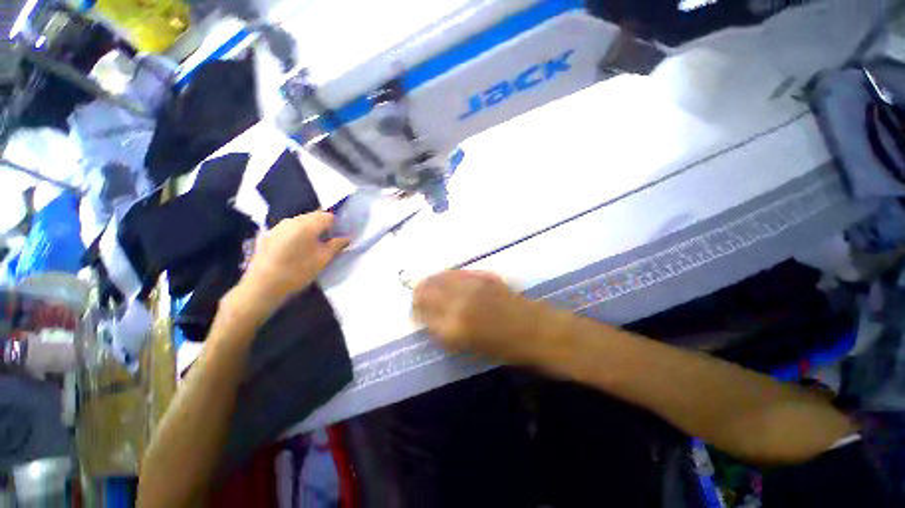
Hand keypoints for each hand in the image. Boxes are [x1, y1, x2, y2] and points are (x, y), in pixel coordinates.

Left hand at [229, 212, 348, 323]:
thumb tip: (347, 238)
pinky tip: (295, 250)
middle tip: (326, 244)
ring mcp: (278, 226)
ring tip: (311, 248)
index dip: (336, 226)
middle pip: (313, 216)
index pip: (328, 216)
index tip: (337, 239)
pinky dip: (297, 235)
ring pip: (300, 222)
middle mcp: (291, 220)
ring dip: (309, 231)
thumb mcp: (323, 259)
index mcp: (307, 224)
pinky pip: (289, 229)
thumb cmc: (298, 271)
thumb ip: (336, 245)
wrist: (263, 286)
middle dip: (323, 227)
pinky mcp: (268, 235)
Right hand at [413, 271, 560, 364]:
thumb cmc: (504, 349)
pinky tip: (446, 278)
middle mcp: (458, 302)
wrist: (536, 330)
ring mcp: (471, 286)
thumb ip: (444, 330)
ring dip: (432, 281)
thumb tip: (428, 317)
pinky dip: (447, 275)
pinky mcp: (483, 277)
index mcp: (453, 328)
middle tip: (419, 297)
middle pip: (427, 288)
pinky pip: (457, 272)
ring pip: (440, 276)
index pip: (422, 311)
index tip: (415, 311)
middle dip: (419, 292)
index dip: (416, 309)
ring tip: (429, 285)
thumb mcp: (468, 346)